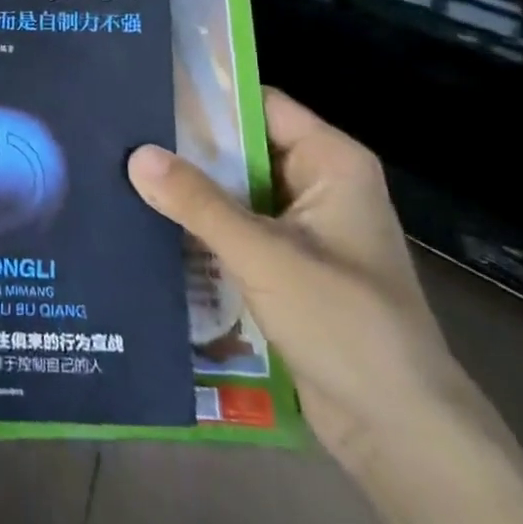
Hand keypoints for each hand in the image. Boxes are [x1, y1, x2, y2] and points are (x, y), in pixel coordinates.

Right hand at [129, 90, 488, 474]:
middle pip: (244, 148)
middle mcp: (319, 184)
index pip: (261, 105)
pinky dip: (203, 227)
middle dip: (188, 147)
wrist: (400, 433)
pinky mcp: (290, 268)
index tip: (150, 90)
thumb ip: (198, 203)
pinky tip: (151, 222)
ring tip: (122, 172)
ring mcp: (305, 229)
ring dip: (191, 191)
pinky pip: (238, 230)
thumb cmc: (344, 323)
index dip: (208, 97)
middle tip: (122, 134)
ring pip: (236, 192)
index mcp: (331, 162)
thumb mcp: (264, 255)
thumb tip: (136, 155)